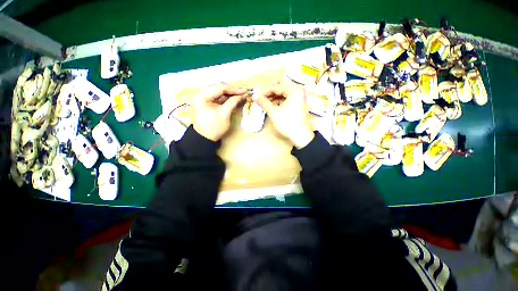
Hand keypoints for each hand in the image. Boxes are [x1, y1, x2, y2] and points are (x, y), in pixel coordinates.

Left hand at [191, 84, 246, 140]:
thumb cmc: (214, 127)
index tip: (244, 91)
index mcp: (202, 96)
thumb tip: (241, 95)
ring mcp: (202, 98)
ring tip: (240, 94)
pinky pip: (216, 97)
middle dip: (232, 91)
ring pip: (218, 92)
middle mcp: (200, 94)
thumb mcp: (224, 114)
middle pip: (219, 89)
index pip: (220, 88)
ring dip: (229, 94)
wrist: (204, 138)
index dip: (234, 89)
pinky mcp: (205, 103)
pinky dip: (225, 98)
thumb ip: (232, 102)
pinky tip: (232, 98)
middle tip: (243, 92)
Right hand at [253, 85, 314, 148]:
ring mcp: (298, 97)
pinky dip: (278, 101)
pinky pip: (286, 99)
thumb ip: (264, 102)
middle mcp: (297, 91)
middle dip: (269, 93)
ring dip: (273, 97)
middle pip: (280, 87)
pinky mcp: (297, 103)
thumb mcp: (274, 112)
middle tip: (260, 98)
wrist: (301, 136)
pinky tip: (271, 106)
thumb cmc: (288, 123)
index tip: (256, 95)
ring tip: (264, 103)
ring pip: (283, 93)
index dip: (264, 91)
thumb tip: (255, 96)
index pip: (276, 87)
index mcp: (294, 90)